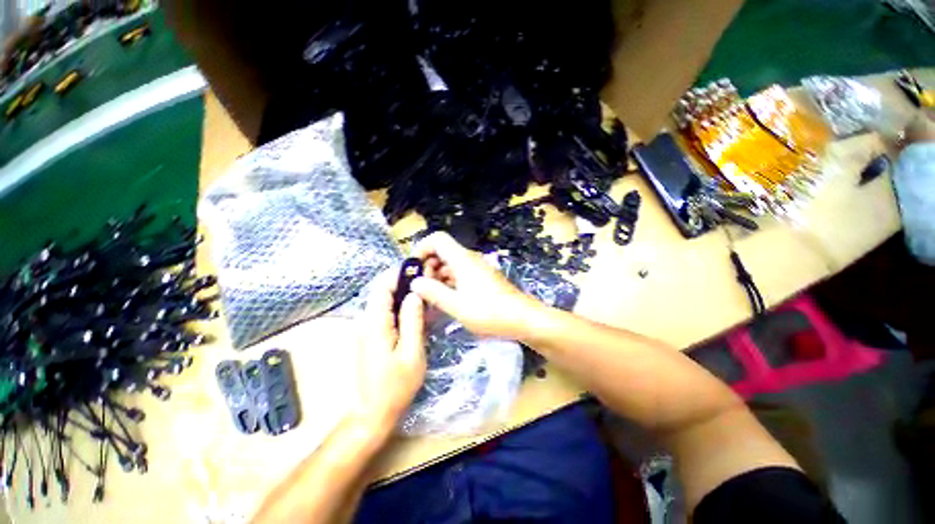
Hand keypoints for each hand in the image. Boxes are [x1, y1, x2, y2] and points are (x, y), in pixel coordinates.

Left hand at [352, 268, 426, 440]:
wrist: (373, 412)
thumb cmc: (395, 385)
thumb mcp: (411, 352)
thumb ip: (413, 320)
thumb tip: (415, 293)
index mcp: (374, 322)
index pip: (382, 286)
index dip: (400, 274)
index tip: (421, 269)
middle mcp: (366, 320)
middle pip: (384, 291)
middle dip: (405, 283)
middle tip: (429, 282)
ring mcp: (368, 328)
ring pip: (386, 301)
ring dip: (405, 295)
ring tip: (427, 295)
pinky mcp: (372, 335)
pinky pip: (386, 313)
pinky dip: (401, 308)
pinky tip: (418, 312)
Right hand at [410, 232, 541, 339]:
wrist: (523, 318)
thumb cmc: (490, 312)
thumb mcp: (457, 305)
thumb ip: (433, 292)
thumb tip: (415, 282)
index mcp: (462, 259)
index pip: (437, 239)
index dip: (421, 248)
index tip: (413, 269)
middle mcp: (469, 259)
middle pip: (442, 252)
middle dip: (427, 267)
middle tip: (421, 290)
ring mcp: (476, 269)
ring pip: (450, 265)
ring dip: (437, 278)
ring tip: (430, 299)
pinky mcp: (481, 279)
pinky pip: (459, 275)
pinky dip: (448, 284)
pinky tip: (445, 301)